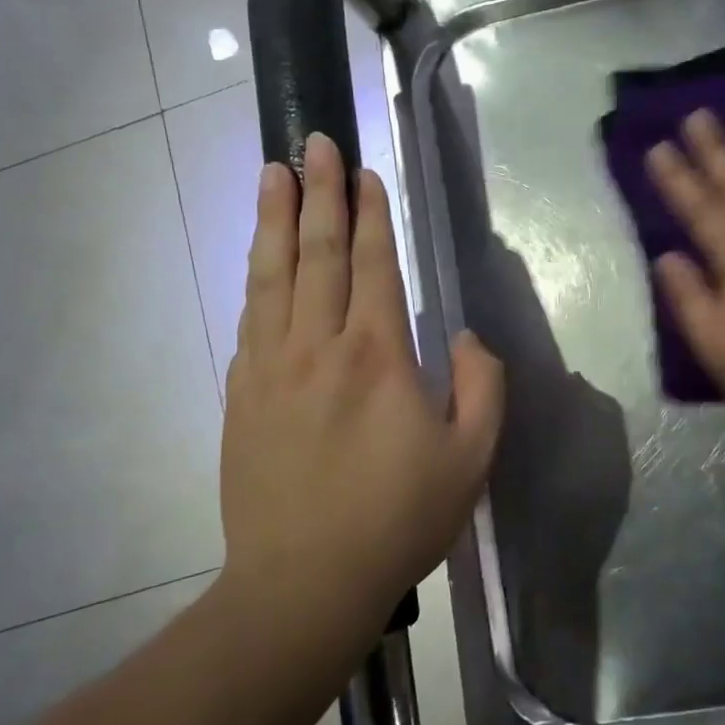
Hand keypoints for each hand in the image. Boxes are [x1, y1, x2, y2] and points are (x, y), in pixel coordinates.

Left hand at [219, 133, 503, 629]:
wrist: (304, 581)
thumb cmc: (398, 518)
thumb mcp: (471, 458)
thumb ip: (481, 385)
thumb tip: (464, 336)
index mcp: (379, 355)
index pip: (375, 265)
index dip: (371, 215)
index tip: (365, 172)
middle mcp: (320, 345)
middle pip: (318, 253)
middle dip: (318, 193)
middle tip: (312, 143)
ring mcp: (272, 367)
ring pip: (272, 275)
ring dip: (273, 218)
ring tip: (271, 172)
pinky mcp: (242, 394)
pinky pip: (250, 318)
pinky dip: (255, 276)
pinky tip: (257, 255)